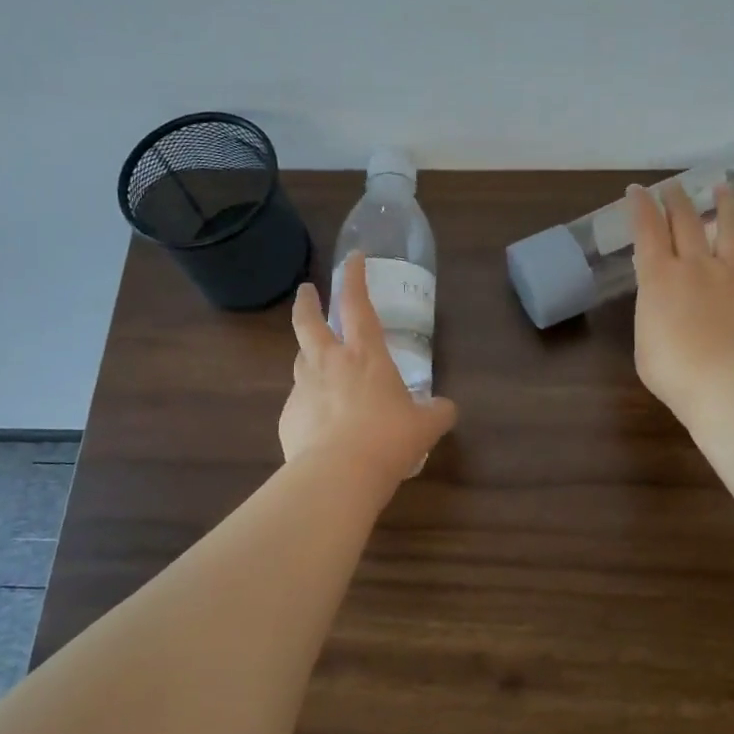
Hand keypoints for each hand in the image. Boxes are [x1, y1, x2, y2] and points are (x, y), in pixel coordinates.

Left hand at [281, 251, 458, 483]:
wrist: (338, 475)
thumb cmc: (388, 440)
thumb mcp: (425, 426)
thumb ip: (437, 412)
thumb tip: (446, 408)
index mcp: (365, 356)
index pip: (358, 304)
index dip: (354, 277)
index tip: (352, 258)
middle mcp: (329, 364)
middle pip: (308, 322)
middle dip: (307, 302)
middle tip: (306, 292)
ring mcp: (304, 389)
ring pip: (300, 361)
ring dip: (307, 355)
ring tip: (317, 364)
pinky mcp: (288, 417)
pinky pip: (299, 404)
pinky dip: (309, 406)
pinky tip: (320, 425)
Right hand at [629, 183, 733, 421]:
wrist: (725, 383)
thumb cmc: (672, 369)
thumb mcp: (644, 340)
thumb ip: (653, 312)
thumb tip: (664, 304)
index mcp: (659, 277)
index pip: (647, 231)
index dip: (641, 207)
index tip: (638, 190)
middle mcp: (696, 266)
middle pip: (686, 223)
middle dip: (677, 200)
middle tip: (673, 186)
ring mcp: (733, 277)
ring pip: (732, 231)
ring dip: (727, 207)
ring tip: (724, 189)